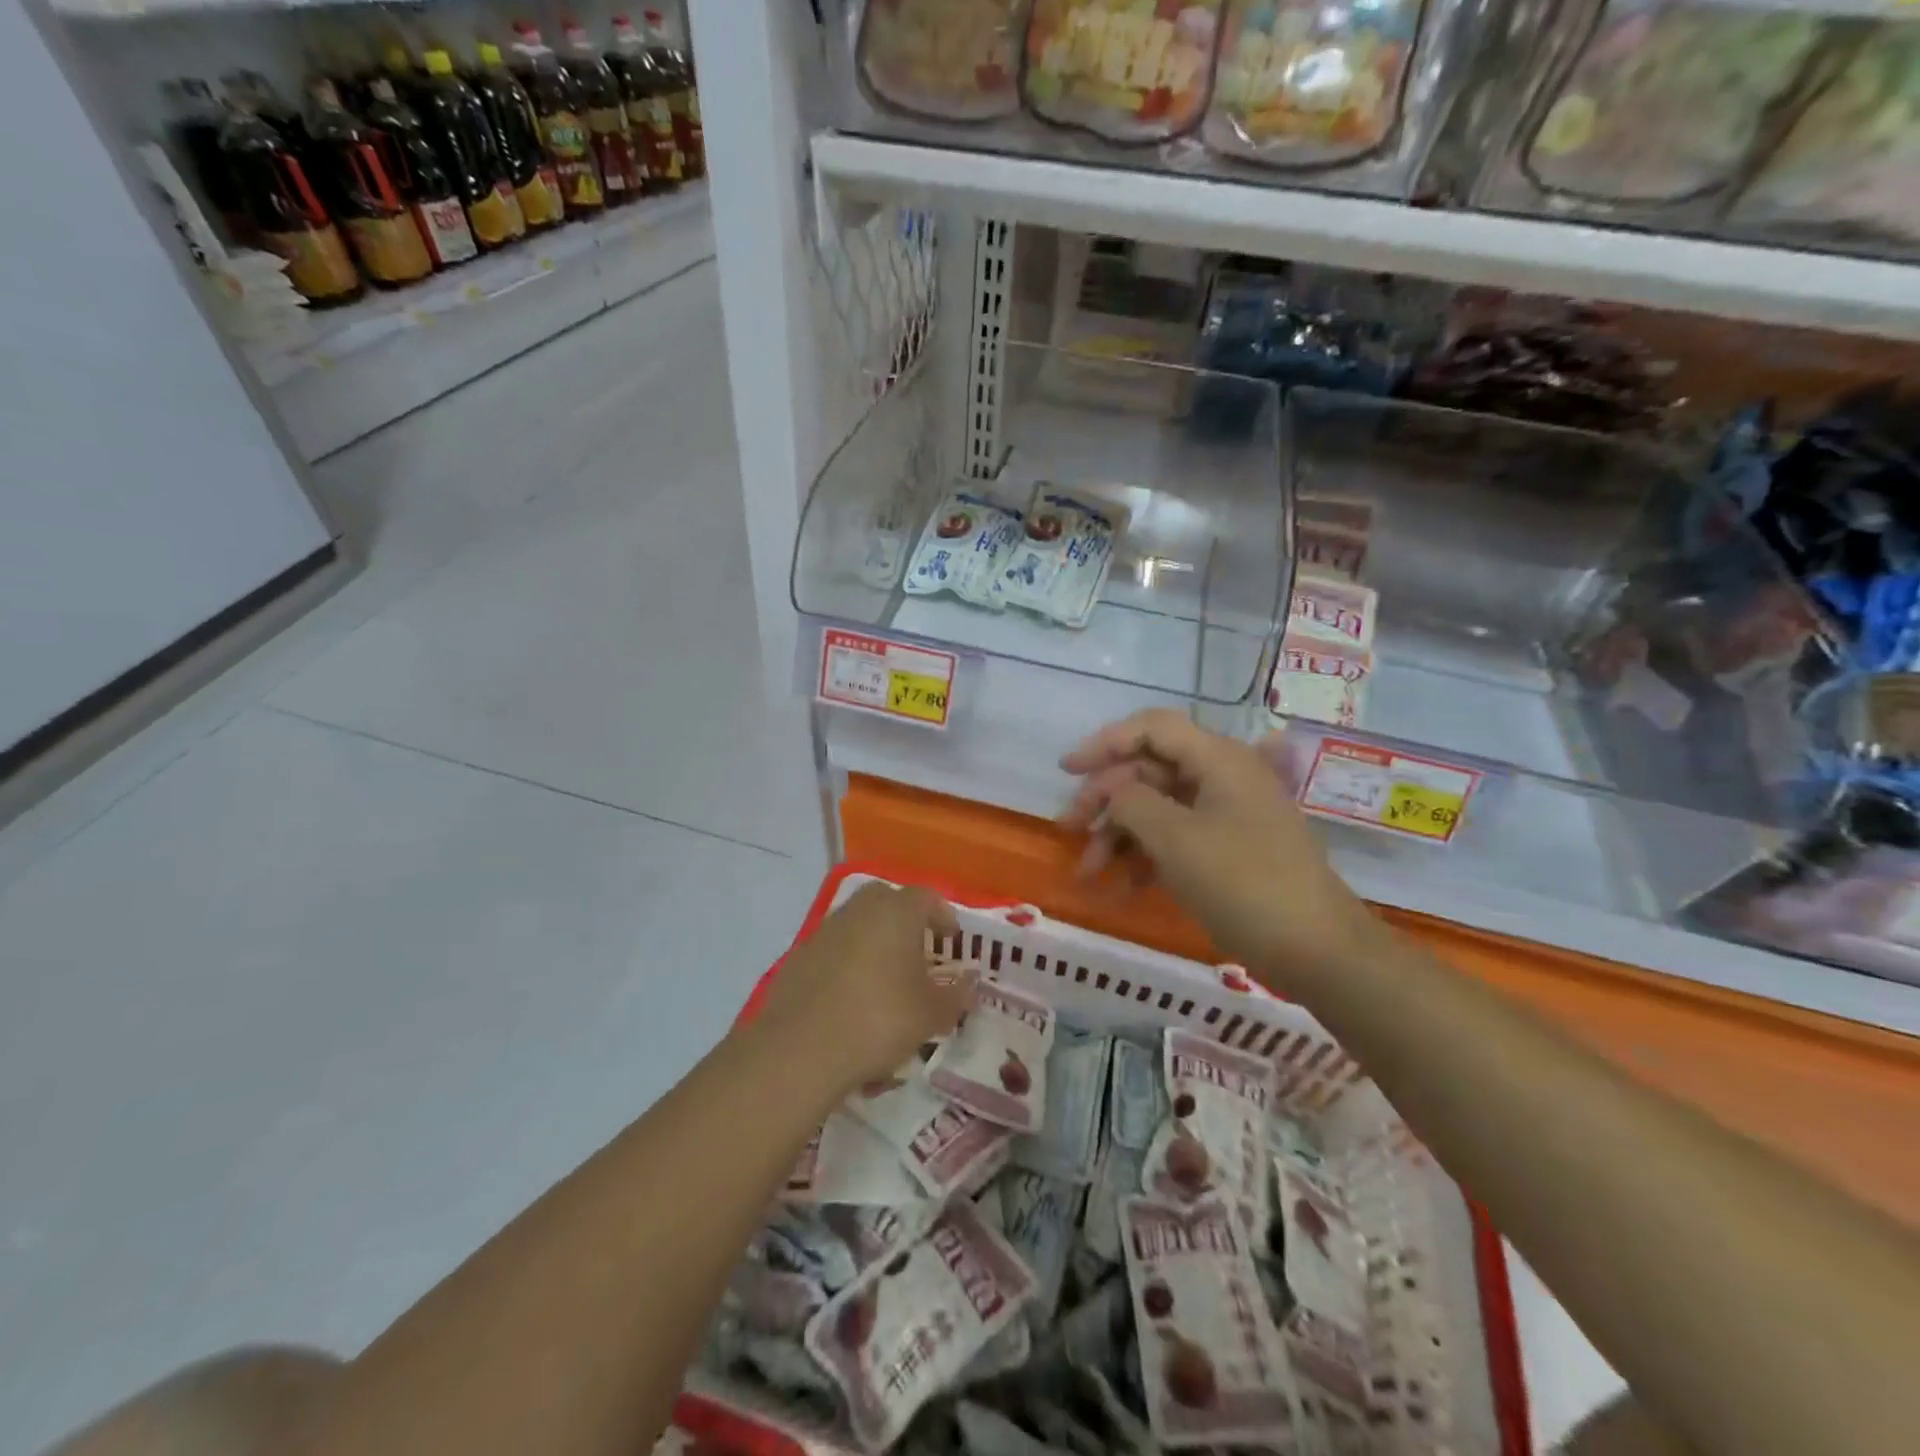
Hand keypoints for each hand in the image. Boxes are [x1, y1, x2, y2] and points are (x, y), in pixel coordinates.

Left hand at [753, 883, 975, 1096]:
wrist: (801, 1048)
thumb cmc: (880, 1020)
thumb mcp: (932, 1014)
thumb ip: (957, 995)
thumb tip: (970, 983)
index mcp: (897, 912)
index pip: (927, 897)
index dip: (942, 916)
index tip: (950, 940)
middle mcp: (860, 910)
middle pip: (887, 901)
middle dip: (904, 921)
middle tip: (917, 952)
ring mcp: (825, 930)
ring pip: (857, 923)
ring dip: (874, 941)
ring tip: (885, 979)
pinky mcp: (799, 956)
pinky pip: (833, 949)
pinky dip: (846, 963)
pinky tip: (851, 999)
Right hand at [1060, 709, 1375, 987]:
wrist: (1319, 952)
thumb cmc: (1244, 884)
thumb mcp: (1175, 839)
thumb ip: (1130, 801)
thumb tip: (1112, 789)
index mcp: (1218, 760)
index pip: (1152, 728)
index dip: (1105, 742)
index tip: (1067, 771)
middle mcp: (1223, 777)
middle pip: (1150, 770)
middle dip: (1106, 798)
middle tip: (1070, 829)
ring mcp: (1228, 815)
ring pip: (1158, 807)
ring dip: (1120, 833)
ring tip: (1089, 870)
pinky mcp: (1229, 850)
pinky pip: (1176, 838)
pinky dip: (1146, 855)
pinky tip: (1122, 885)